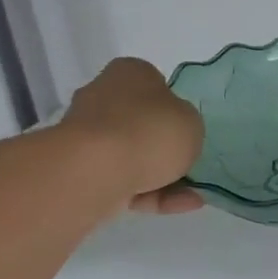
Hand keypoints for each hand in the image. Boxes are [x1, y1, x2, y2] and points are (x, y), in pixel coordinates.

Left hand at [60, 58, 205, 213]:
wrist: (97, 170)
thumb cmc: (150, 131)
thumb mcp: (191, 121)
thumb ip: (187, 124)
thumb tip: (173, 133)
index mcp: (129, 73)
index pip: (153, 83)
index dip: (173, 105)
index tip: (187, 127)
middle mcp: (103, 97)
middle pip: (141, 122)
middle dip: (164, 146)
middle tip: (190, 163)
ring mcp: (90, 136)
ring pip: (135, 156)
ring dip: (165, 176)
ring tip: (194, 197)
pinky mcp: (83, 170)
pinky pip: (126, 180)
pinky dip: (154, 194)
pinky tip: (183, 205)